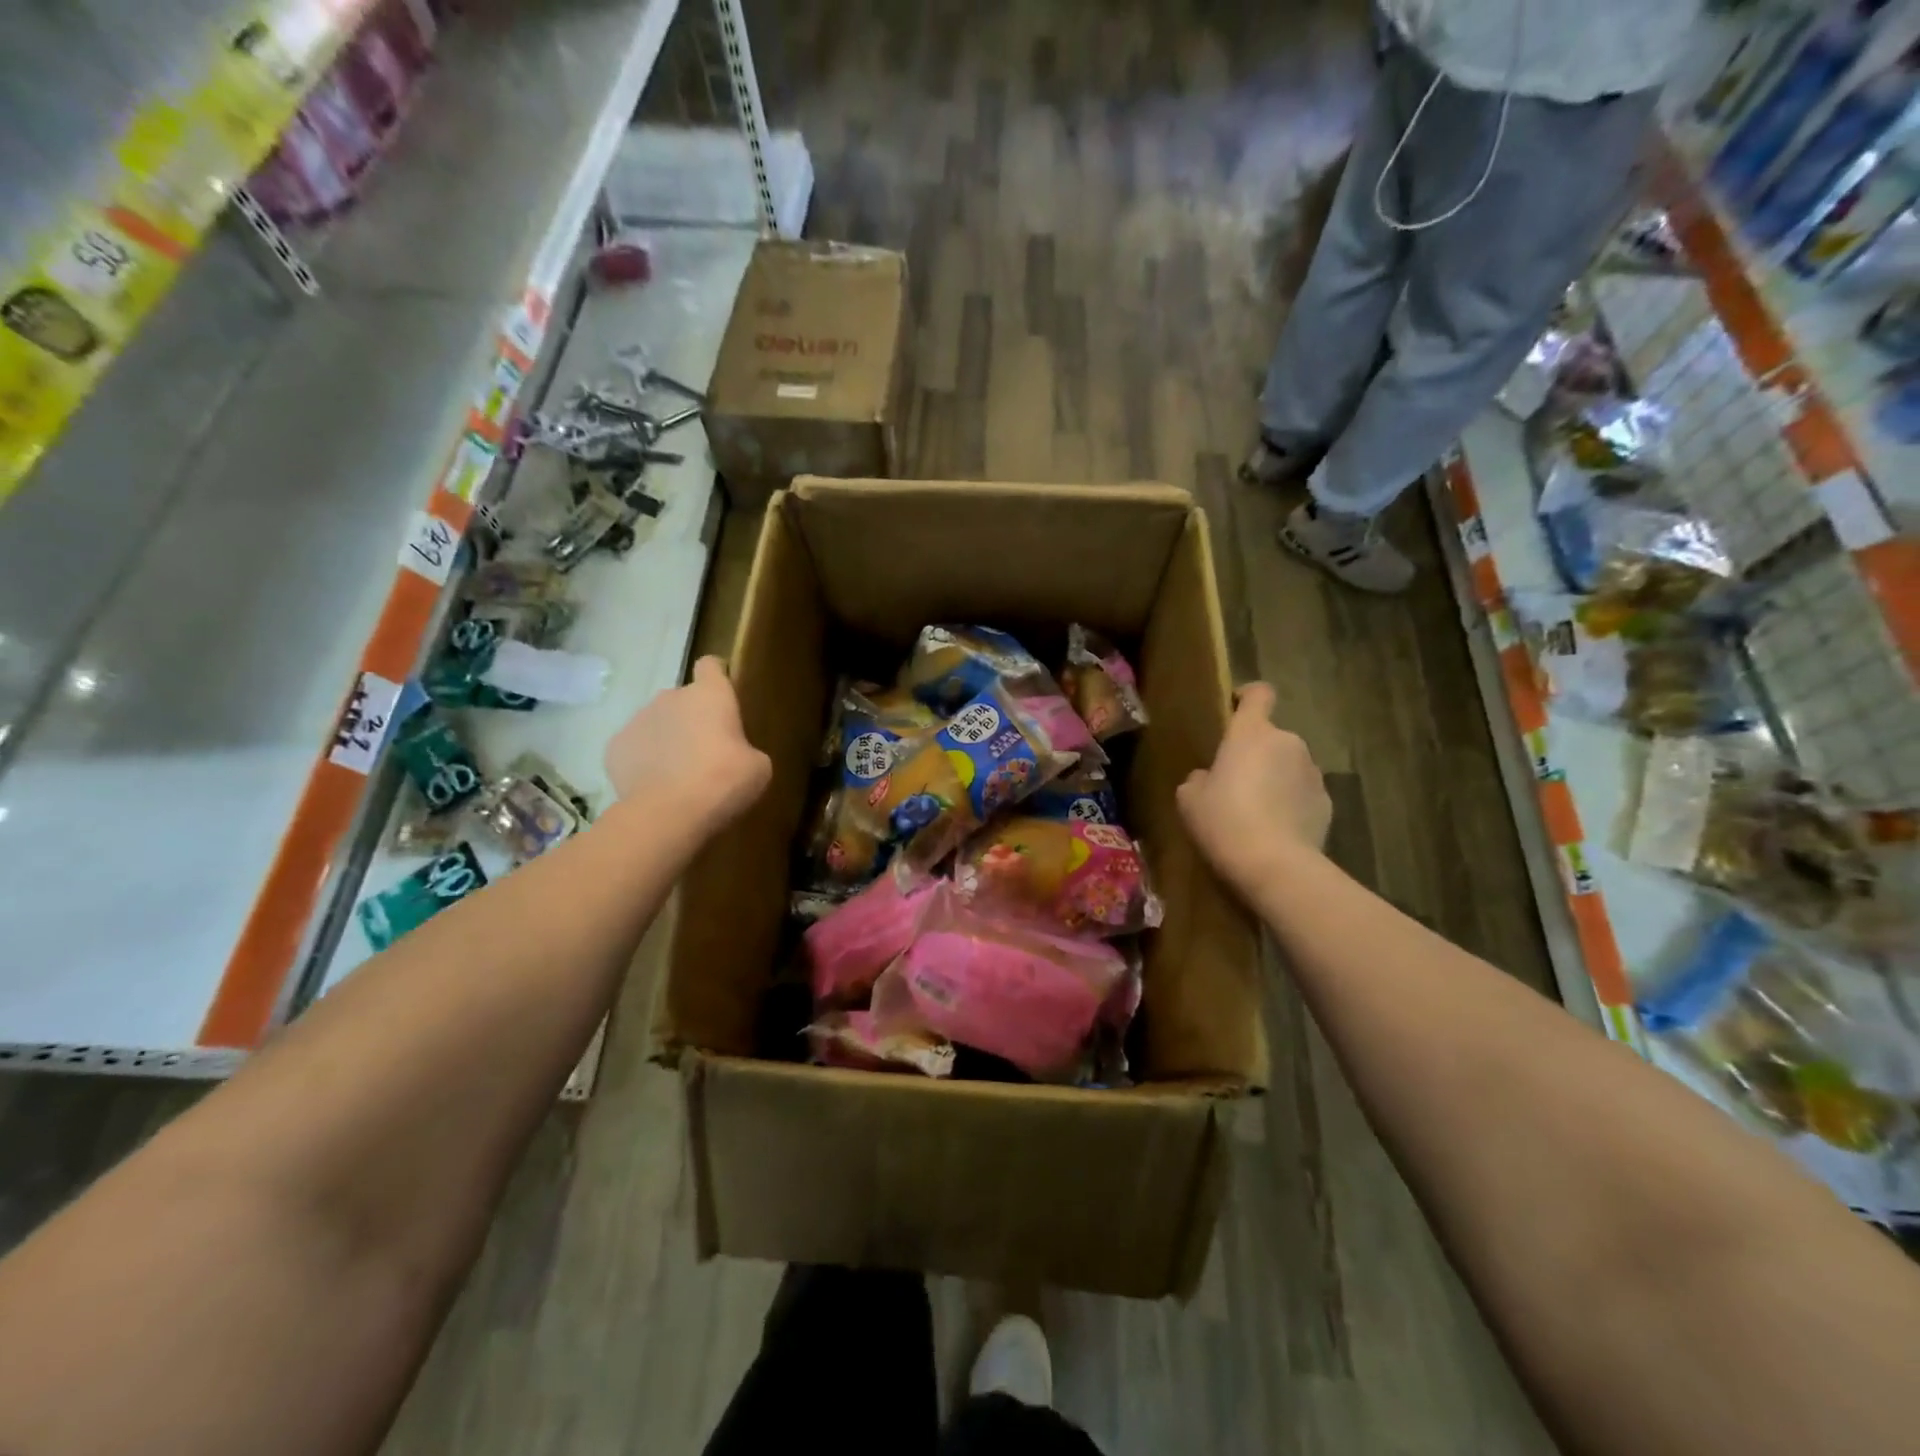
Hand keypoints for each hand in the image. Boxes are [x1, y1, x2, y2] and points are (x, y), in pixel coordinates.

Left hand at [605, 656, 770, 829]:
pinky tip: (654, 787)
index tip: (723, 699)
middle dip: (692, 719)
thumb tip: (734, 754)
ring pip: (656, 723)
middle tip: (706, 753)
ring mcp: (637, 720)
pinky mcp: (613, 747)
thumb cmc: (724, 781)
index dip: (717, 679)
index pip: (711, 666)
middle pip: (683, 699)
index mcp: (710, 695)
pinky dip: (643, 762)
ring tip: (678, 776)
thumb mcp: (757, 767)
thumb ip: (745, 750)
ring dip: (667, 740)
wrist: (669, 813)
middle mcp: (670, 697)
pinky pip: (634, 748)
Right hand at [1176, 683, 1330, 891]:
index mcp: (1251, 733)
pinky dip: (1291, 805)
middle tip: (1234, 784)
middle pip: (1270, 737)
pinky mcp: (1327, 803)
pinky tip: (1275, 832)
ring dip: (1275, 780)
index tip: (1233, 710)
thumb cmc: (1223, 821)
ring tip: (1256, 813)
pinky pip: (1303, 795)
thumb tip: (1209, 777)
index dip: (1247, 697)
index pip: (1258, 694)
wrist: (1275, 865)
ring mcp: (1313, 773)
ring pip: (1288, 766)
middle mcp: (1288, 743)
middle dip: (1256, 754)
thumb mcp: (1189, 799)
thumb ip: (1199, 778)